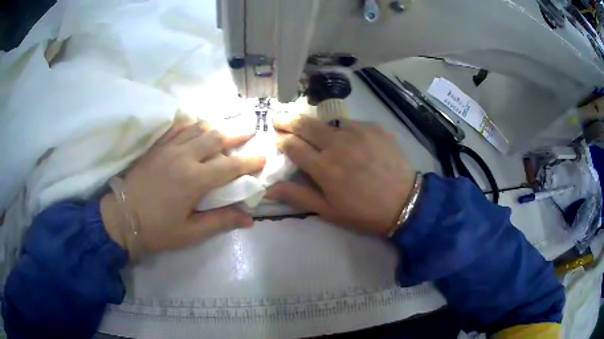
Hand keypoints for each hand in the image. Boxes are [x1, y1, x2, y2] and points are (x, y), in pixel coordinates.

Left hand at [101, 123, 265, 255]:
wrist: (121, 218)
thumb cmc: (156, 230)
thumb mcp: (190, 233)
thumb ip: (220, 222)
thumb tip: (249, 220)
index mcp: (194, 180)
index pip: (229, 166)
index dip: (249, 162)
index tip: (262, 158)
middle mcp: (184, 157)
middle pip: (215, 138)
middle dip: (236, 134)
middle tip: (250, 131)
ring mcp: (168, 148)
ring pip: (197, 128)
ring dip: (215, 126)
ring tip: (227, 126)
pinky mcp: (156, 147)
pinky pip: (177, 128)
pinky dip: (190, 125)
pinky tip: (196, 125)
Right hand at [267, 114, 415, 234]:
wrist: (405, 202)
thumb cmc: (363, 211)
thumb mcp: (328, 210)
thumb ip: (297, 196)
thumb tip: (268, 188)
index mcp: (323, 167)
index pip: (292, 145)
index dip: (280, 139)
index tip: (276, 137)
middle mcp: (337, 143)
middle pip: (305, 124)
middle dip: (287, 119)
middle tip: (279, 116)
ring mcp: (358, 132)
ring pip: (329, 122)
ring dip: (319, 126)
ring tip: (321, 134)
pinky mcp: (375, 127)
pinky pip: (353, 124)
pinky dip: (346, 131)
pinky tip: (352, 141)